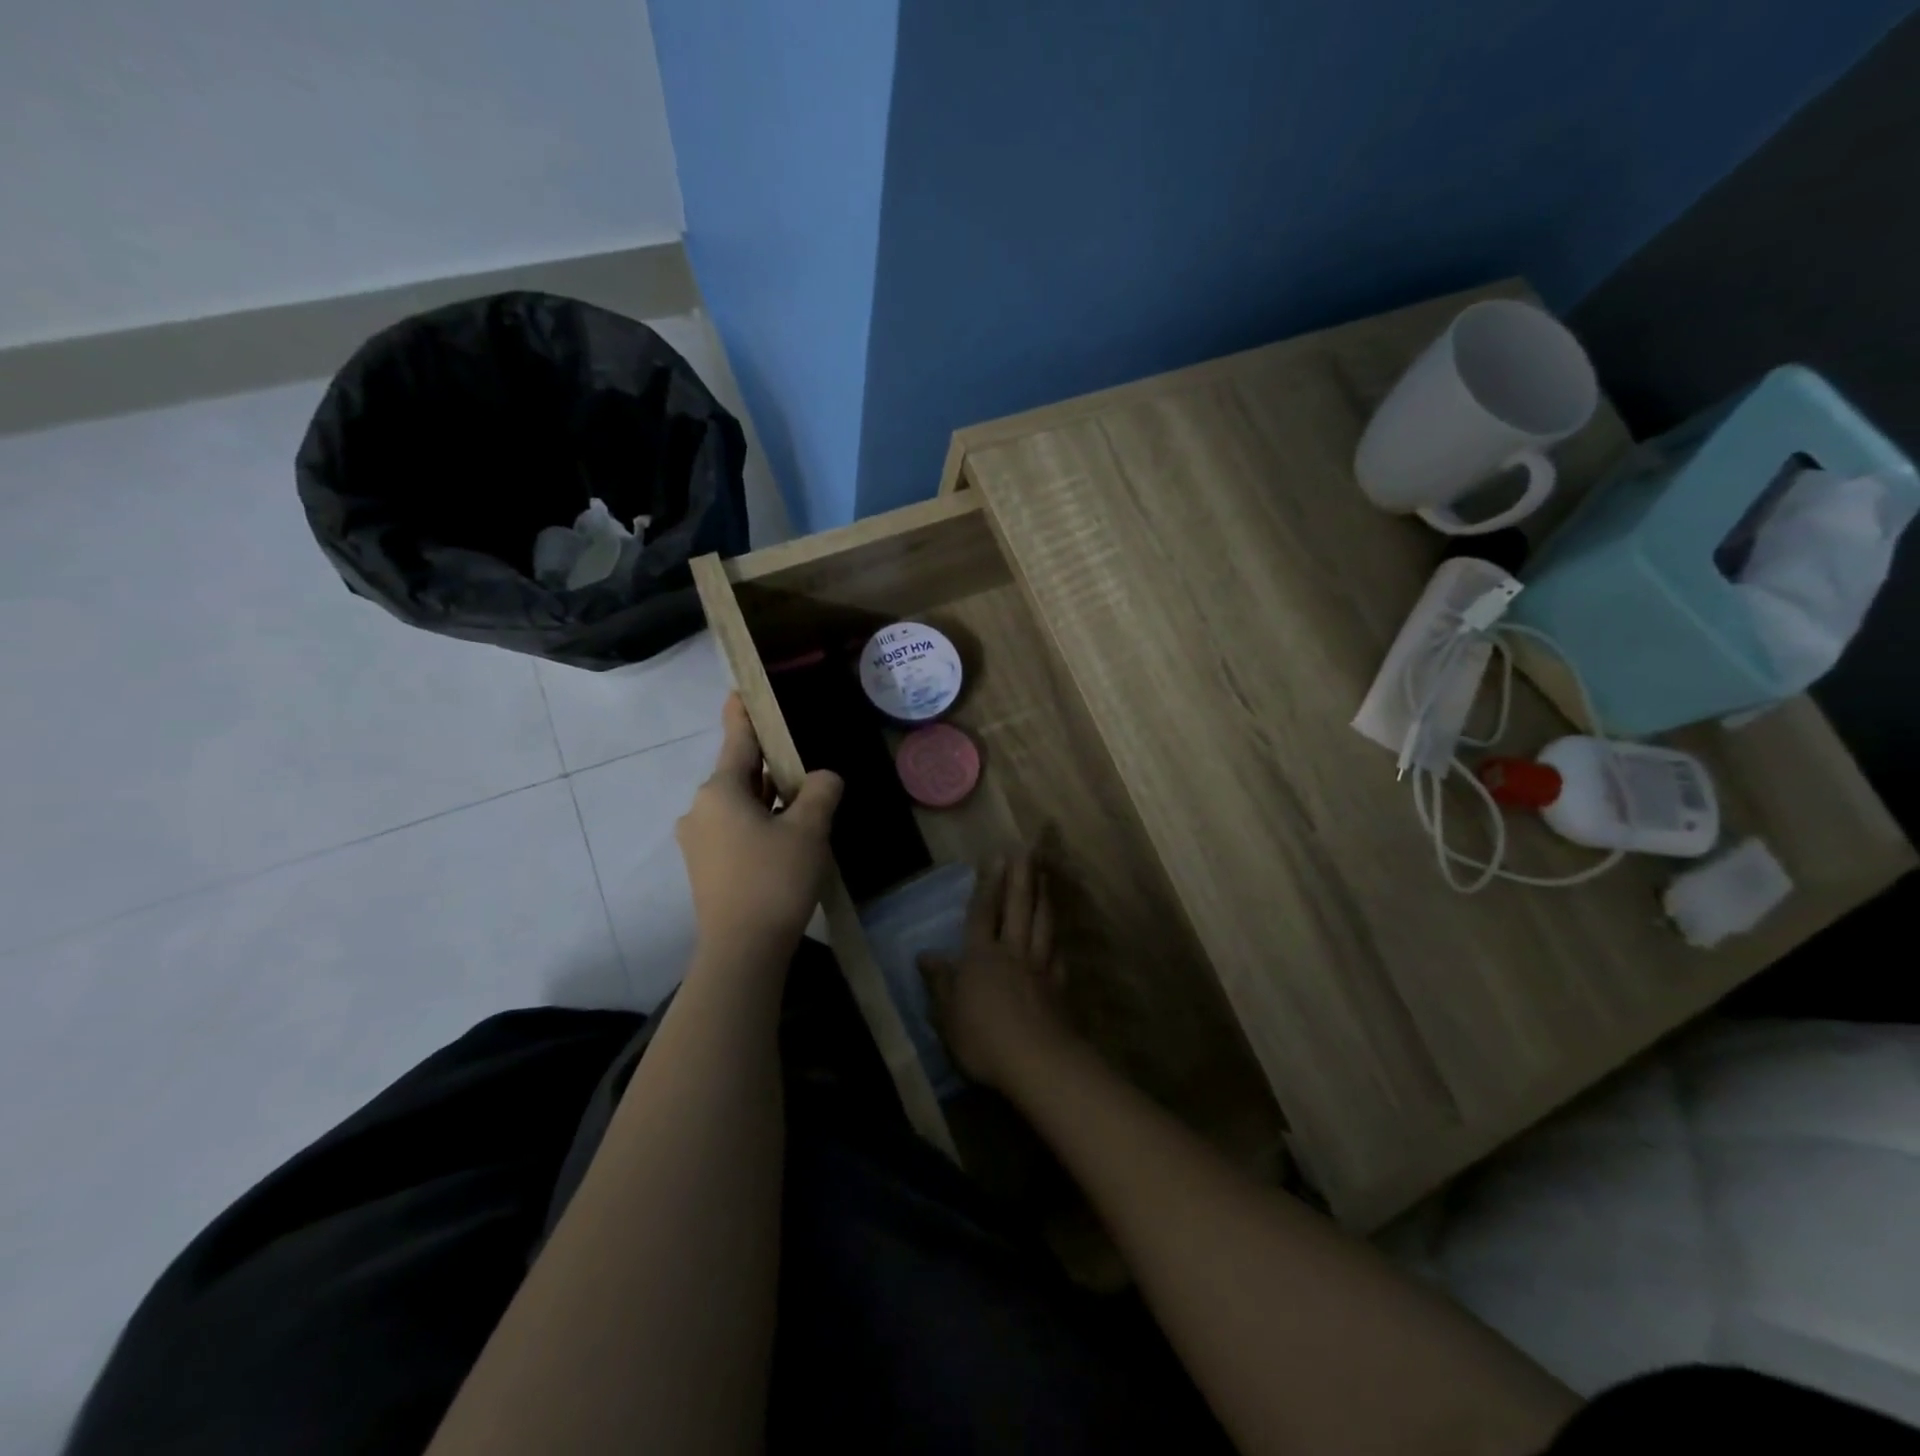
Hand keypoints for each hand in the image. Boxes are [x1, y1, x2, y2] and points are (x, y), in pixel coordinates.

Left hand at [676, 694, 842, 962]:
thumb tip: (824, 778)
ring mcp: (698, 841)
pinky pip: (735, 830)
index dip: (744, 714)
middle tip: (801, 760)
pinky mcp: (705, 868)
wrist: (742, 951)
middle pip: (739, 775)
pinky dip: (759, 824)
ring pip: (739, 805)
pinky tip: (786, 837)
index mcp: (720, 791)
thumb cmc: (774, 879)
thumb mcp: (809, 829)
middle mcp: (701, 809)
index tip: (741, 690)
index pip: (737, 740)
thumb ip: (820, 792)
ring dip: (768, 799)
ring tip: (803, 801)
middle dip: (769, 766)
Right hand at [918, 855, 1076, 1092]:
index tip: (997, 857)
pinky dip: (1057, 938)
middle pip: (1018, 907)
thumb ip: (939, 982)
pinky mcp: (1059, 986)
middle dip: (1022, 876)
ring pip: (1042, 923)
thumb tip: (925, 954)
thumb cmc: (982, 1038)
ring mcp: (1039, 967)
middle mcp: (1012, 952)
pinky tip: (1059, 934)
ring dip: (1044, 896)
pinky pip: (1058, 952)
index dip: (989, 884)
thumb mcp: (947, 1015)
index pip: (983, 913)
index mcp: (981, 956)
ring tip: (1046, 876)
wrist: (1037, 1061)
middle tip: (1028, 850)